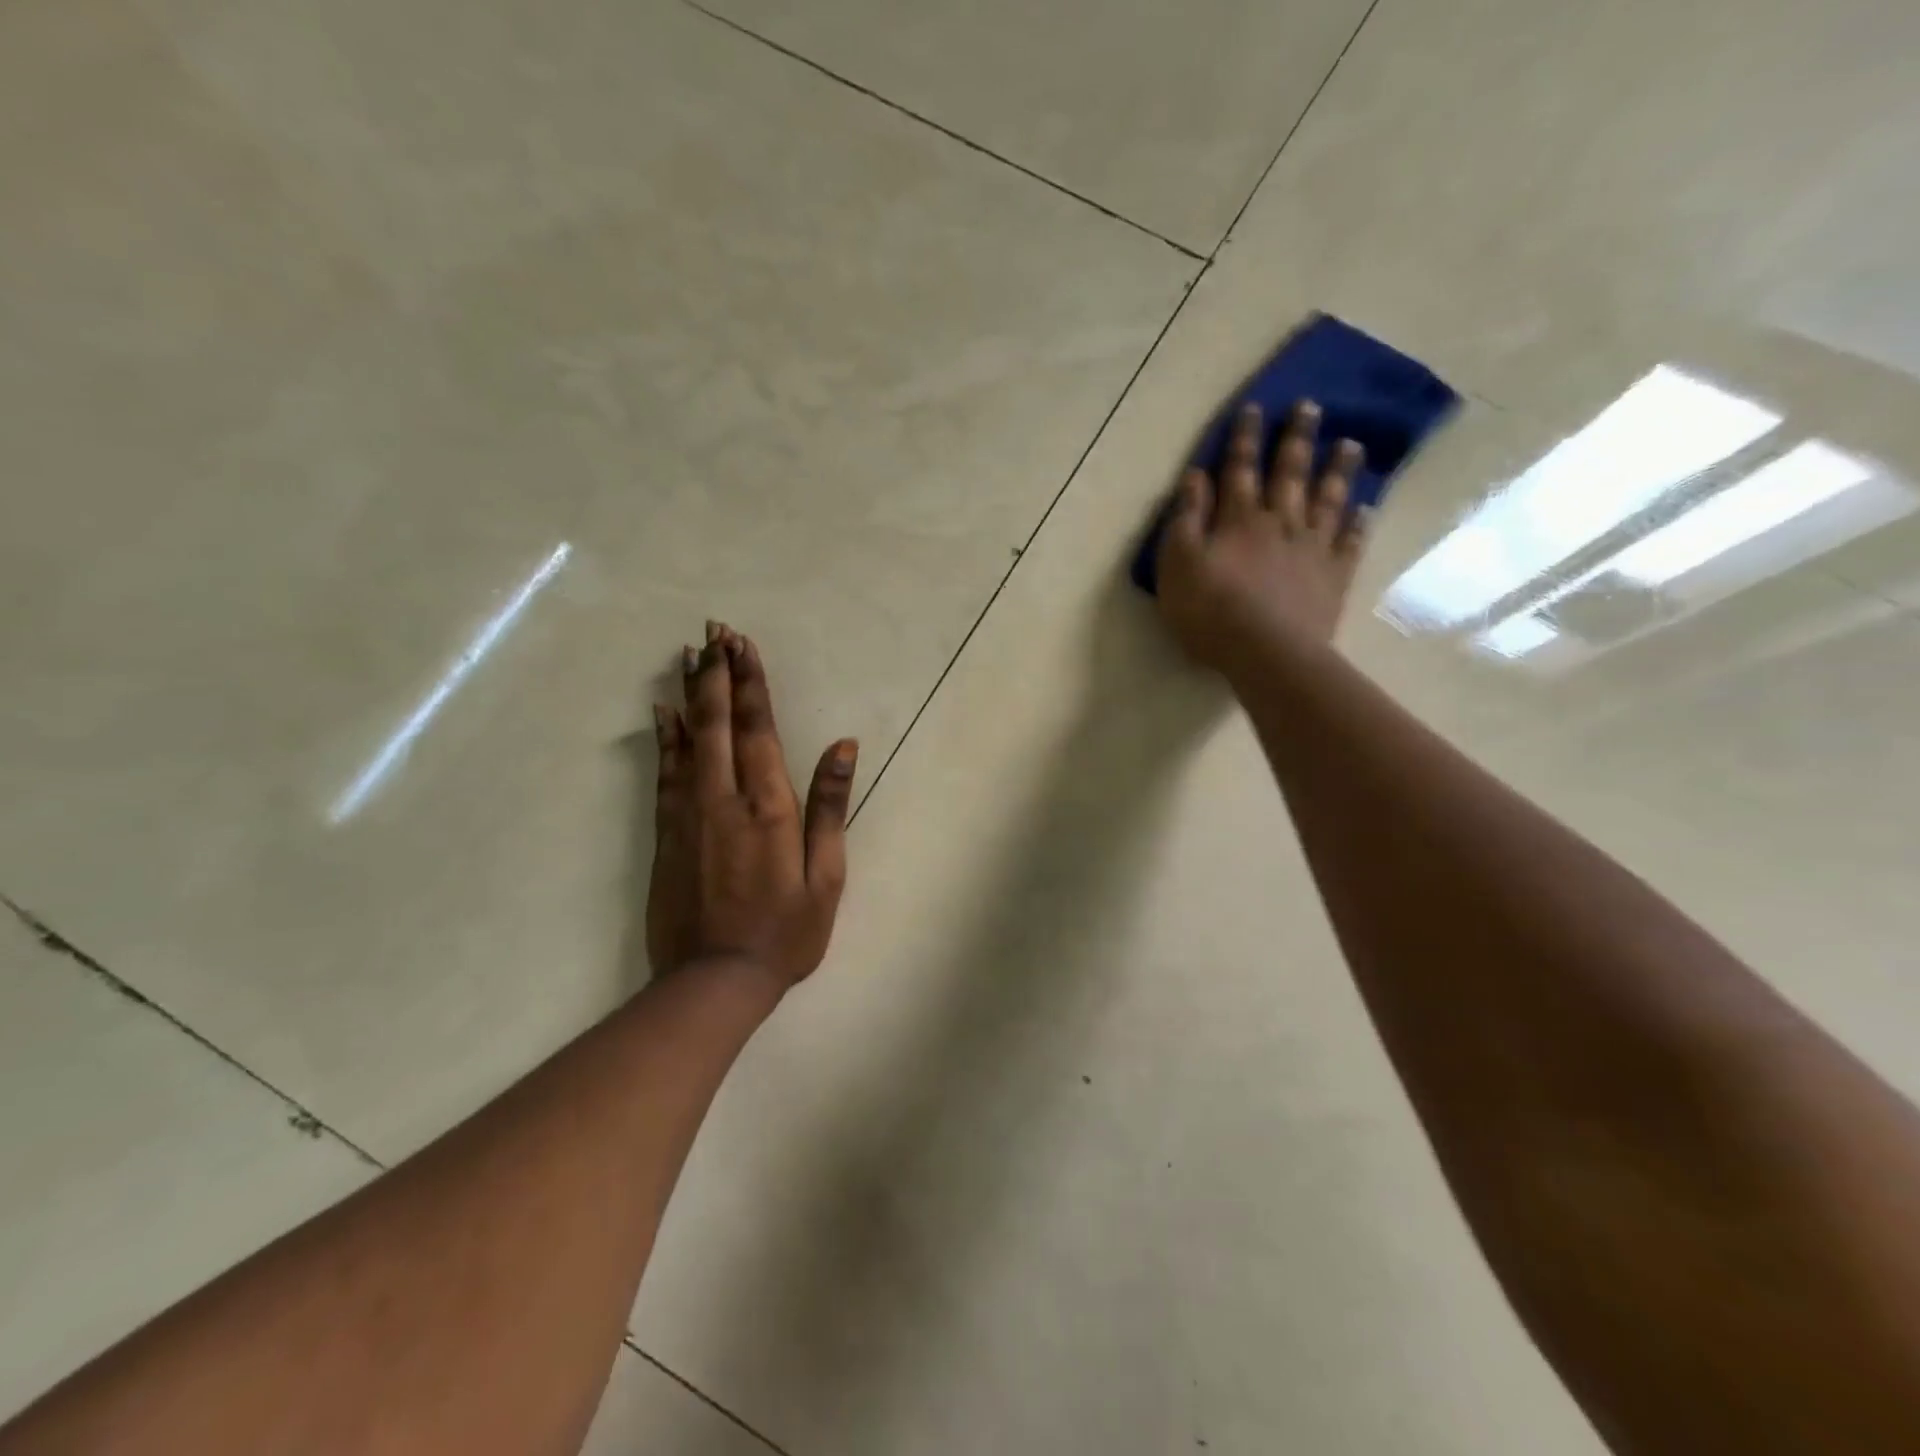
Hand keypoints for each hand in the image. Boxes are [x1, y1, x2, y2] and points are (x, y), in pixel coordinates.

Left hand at [648, 622, 856, 993]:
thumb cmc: (785, 932)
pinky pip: (665, 772)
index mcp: (769, 807)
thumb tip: (843, 747)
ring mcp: (689, 814)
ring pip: (686, 738)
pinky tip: (660, 712)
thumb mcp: (826, 876)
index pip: (758, 728)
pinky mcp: (666, 834)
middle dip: (716, 672)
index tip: (742, 644)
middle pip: (717, 721)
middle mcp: (725, 798)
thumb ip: (830, 807)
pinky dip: (664, 737)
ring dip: (689, 692)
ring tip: (688, 653)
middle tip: (714, 630)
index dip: (750, 682)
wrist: (714, 981)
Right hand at [1155, 400, 1370, 670]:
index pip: (1240, 469)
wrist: (1266, 653)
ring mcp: (1312, 548)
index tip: (1254, 407)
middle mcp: (1280, 523)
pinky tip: (1365, 508)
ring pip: (1327, 500)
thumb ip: (1187, 519)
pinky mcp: (1333, 577)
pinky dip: (1358, 523)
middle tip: (1311, 407)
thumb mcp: (1178, 564)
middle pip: (1290, 473)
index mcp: (1239, 519)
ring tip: (1350, 444)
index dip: (1244, 438)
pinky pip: (1350, 543)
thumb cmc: (1210, 611)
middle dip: (1296, 439)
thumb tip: (1196, 476)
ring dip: (1337, 470)